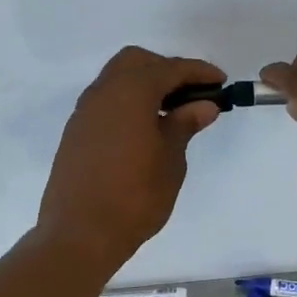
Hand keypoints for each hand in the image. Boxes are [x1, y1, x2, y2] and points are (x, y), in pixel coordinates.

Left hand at [37, 47, 224, 266]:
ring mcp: (85, 112)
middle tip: (192, 94)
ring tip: (171, 113)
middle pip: (136, 62)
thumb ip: (184, 125)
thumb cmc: (134, 196)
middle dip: (166, 70)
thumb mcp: (170, 159)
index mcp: (130, 92)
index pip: (170, 69)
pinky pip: (106, 101)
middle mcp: (103, 92)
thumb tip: (203, 105)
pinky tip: (144, 128)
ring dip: (145, 85)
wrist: (79, 234)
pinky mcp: (76, 132)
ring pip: (117, 79)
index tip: (221, 82)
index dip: (198, 72)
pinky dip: (128, 102)